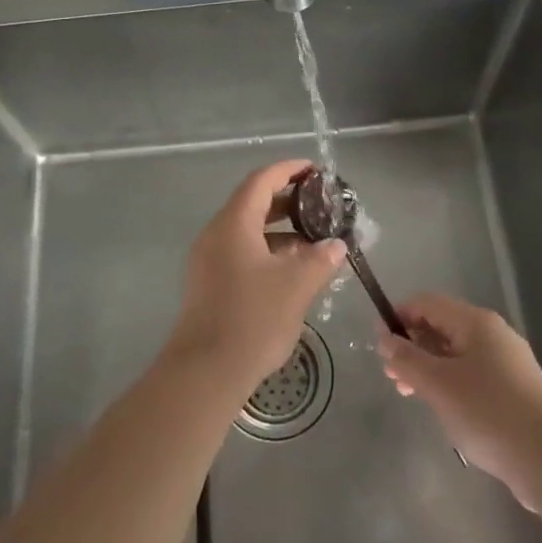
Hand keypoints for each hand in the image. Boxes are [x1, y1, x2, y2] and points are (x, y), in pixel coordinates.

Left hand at [167, 160, 347, 395]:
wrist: (205, 372)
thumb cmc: (252, 319)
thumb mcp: (296, 286)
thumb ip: (320, 260)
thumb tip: (336, 245)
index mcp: (233, 223)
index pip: (261, 181)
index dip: (289, 170)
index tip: (316, 171)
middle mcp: (216, 234)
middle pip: (252, 203)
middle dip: (288, 201)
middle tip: (320, 206)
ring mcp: (208, 260)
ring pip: (247, 231)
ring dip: (280, 230)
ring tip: (314, 241)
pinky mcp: (209, 284)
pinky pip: (241, 252)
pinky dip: (267, 251)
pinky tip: (292, 270)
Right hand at [378, 294, 541, 508]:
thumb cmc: (488, 413)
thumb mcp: (438, 384)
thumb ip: (407, 359)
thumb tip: (384, 338)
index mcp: (476, 322)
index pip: (427, 303)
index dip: (398, 317)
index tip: (379, 346)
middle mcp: (493, 334)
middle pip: (442, 327)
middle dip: (412, 347)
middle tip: (393, 378)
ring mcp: (507, 363)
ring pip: (456, 354)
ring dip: (428, 368)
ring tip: (411, 395)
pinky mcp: (515, 391)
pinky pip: (472, 375)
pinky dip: (450, 384)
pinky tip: (444, 410)